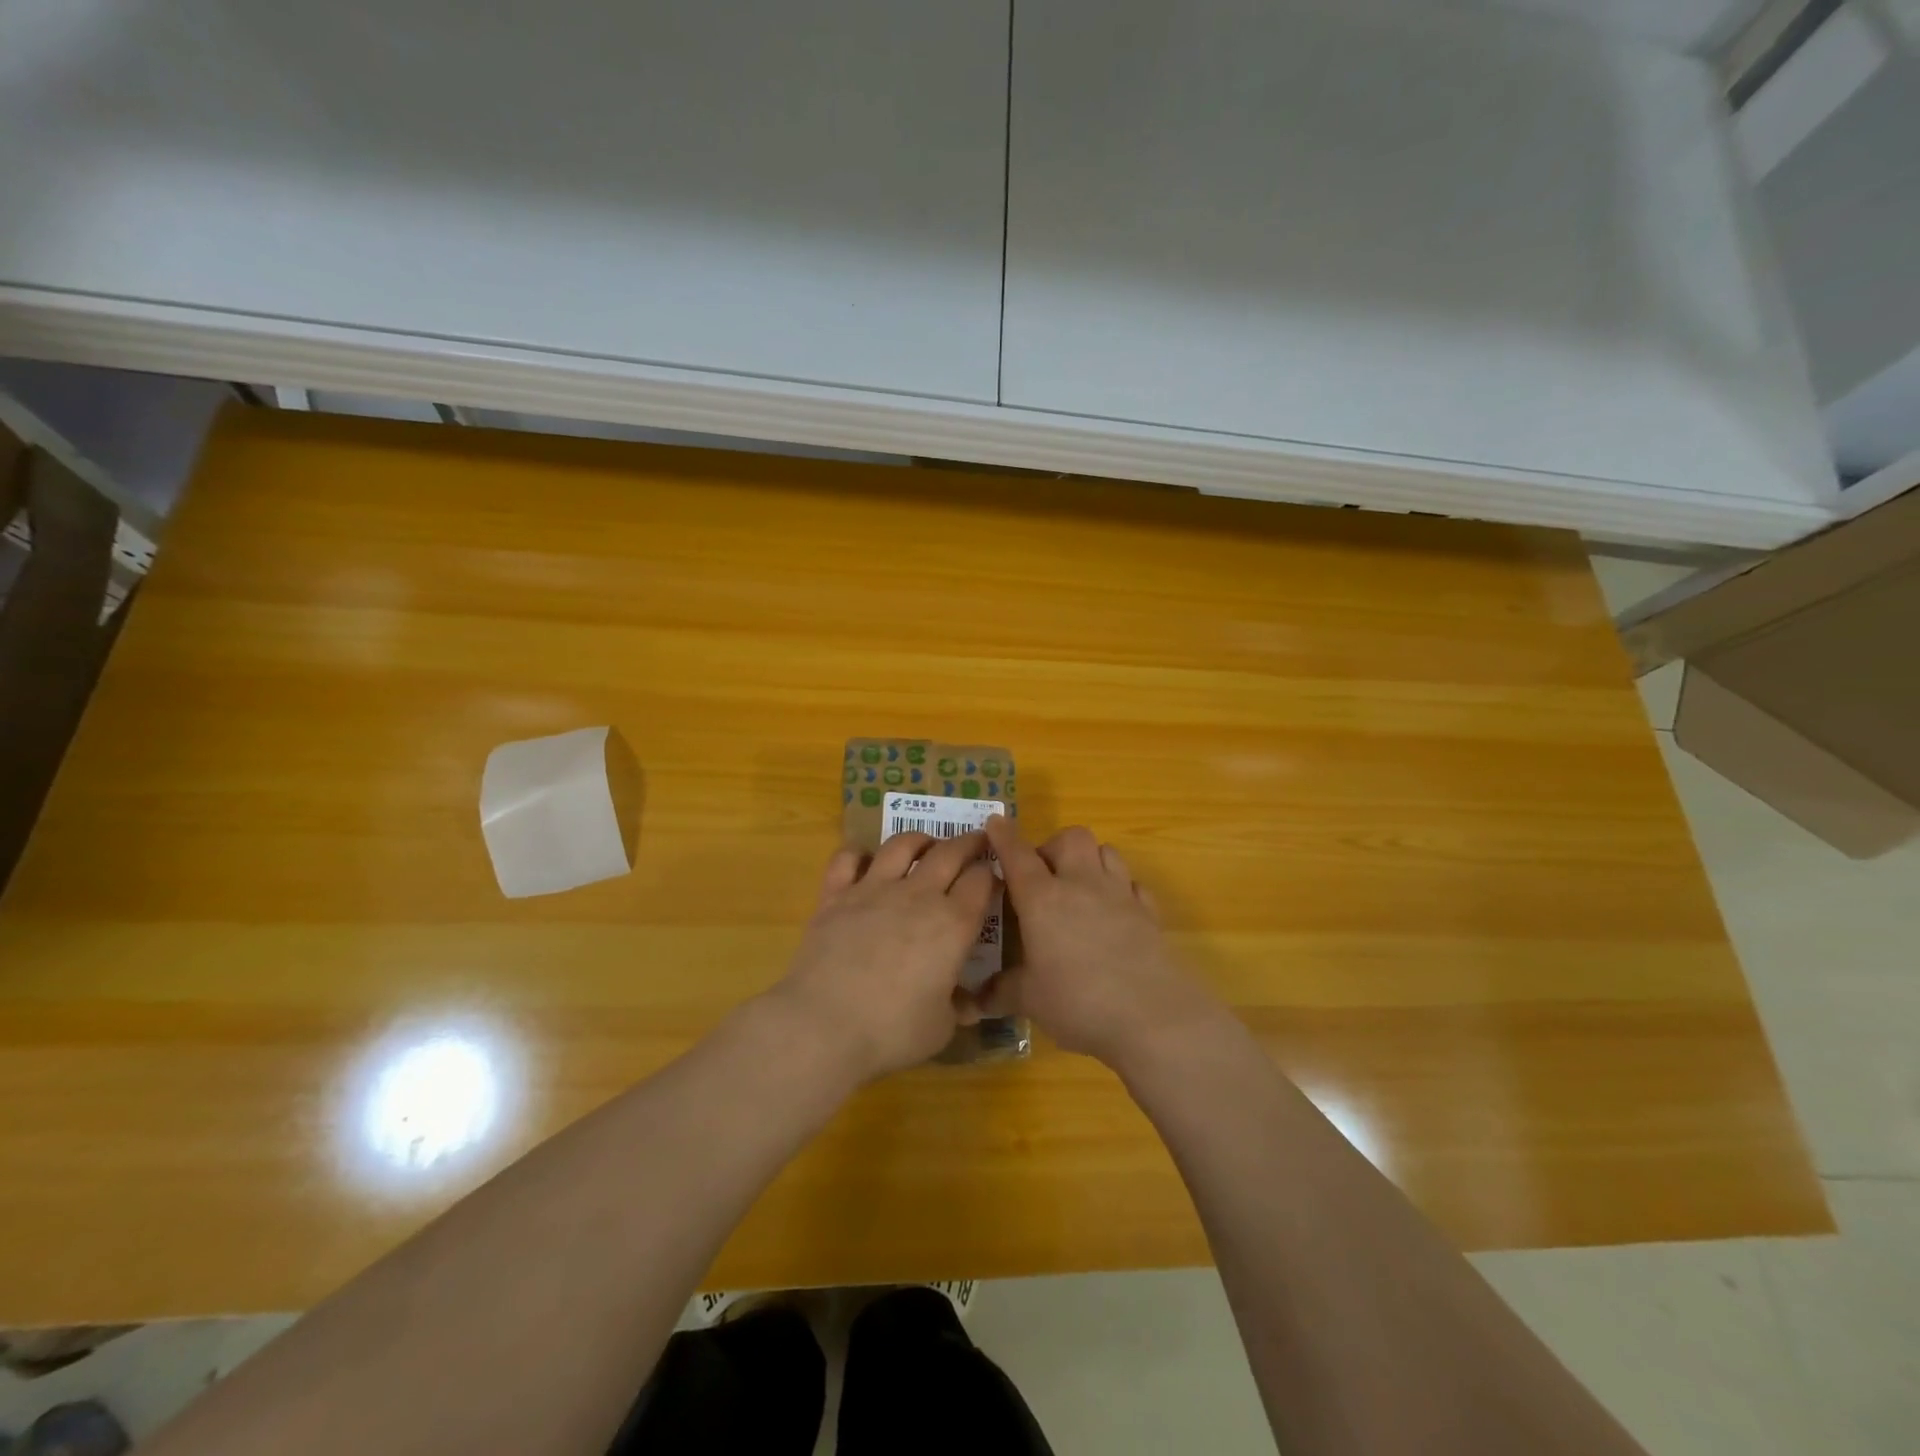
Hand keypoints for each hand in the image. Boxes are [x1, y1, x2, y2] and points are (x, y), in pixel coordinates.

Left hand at [771, 830, 997, 1080]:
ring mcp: (873, 889)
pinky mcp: (836, 895)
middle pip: (950, 853)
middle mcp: (918, 895)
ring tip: (926, 843)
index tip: (994, 875)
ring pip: (901, 845)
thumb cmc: (891, 1031)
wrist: (824, 1024)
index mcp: (953, 924)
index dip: (991, 874)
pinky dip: (857, 852)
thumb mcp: (941, 1028)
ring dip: (919, 839)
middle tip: (976, 840)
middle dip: (968, 842)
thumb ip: (959, 1007)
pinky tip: (863, 857)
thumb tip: (970, 1004)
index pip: (981, 881)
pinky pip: (847, 859)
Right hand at [981, 815, 1221, 1067]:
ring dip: (1089, 860)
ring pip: (1106, 851)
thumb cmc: (1079, 1003)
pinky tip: (1114, 911)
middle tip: (1043, 875)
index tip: (996, 823)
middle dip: (1053, 846)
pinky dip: (1120, 888)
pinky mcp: (1149, 913)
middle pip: (1070, 838)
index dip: (1004, 836)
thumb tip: (977, 999)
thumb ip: (1003, 991)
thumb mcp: (1030, 1001)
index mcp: (1043, 899)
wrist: (1153, 1017)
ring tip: (1079, 887)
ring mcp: (1120, 895)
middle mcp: (1081, 885)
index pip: (1018, 855)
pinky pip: (1133, 884)